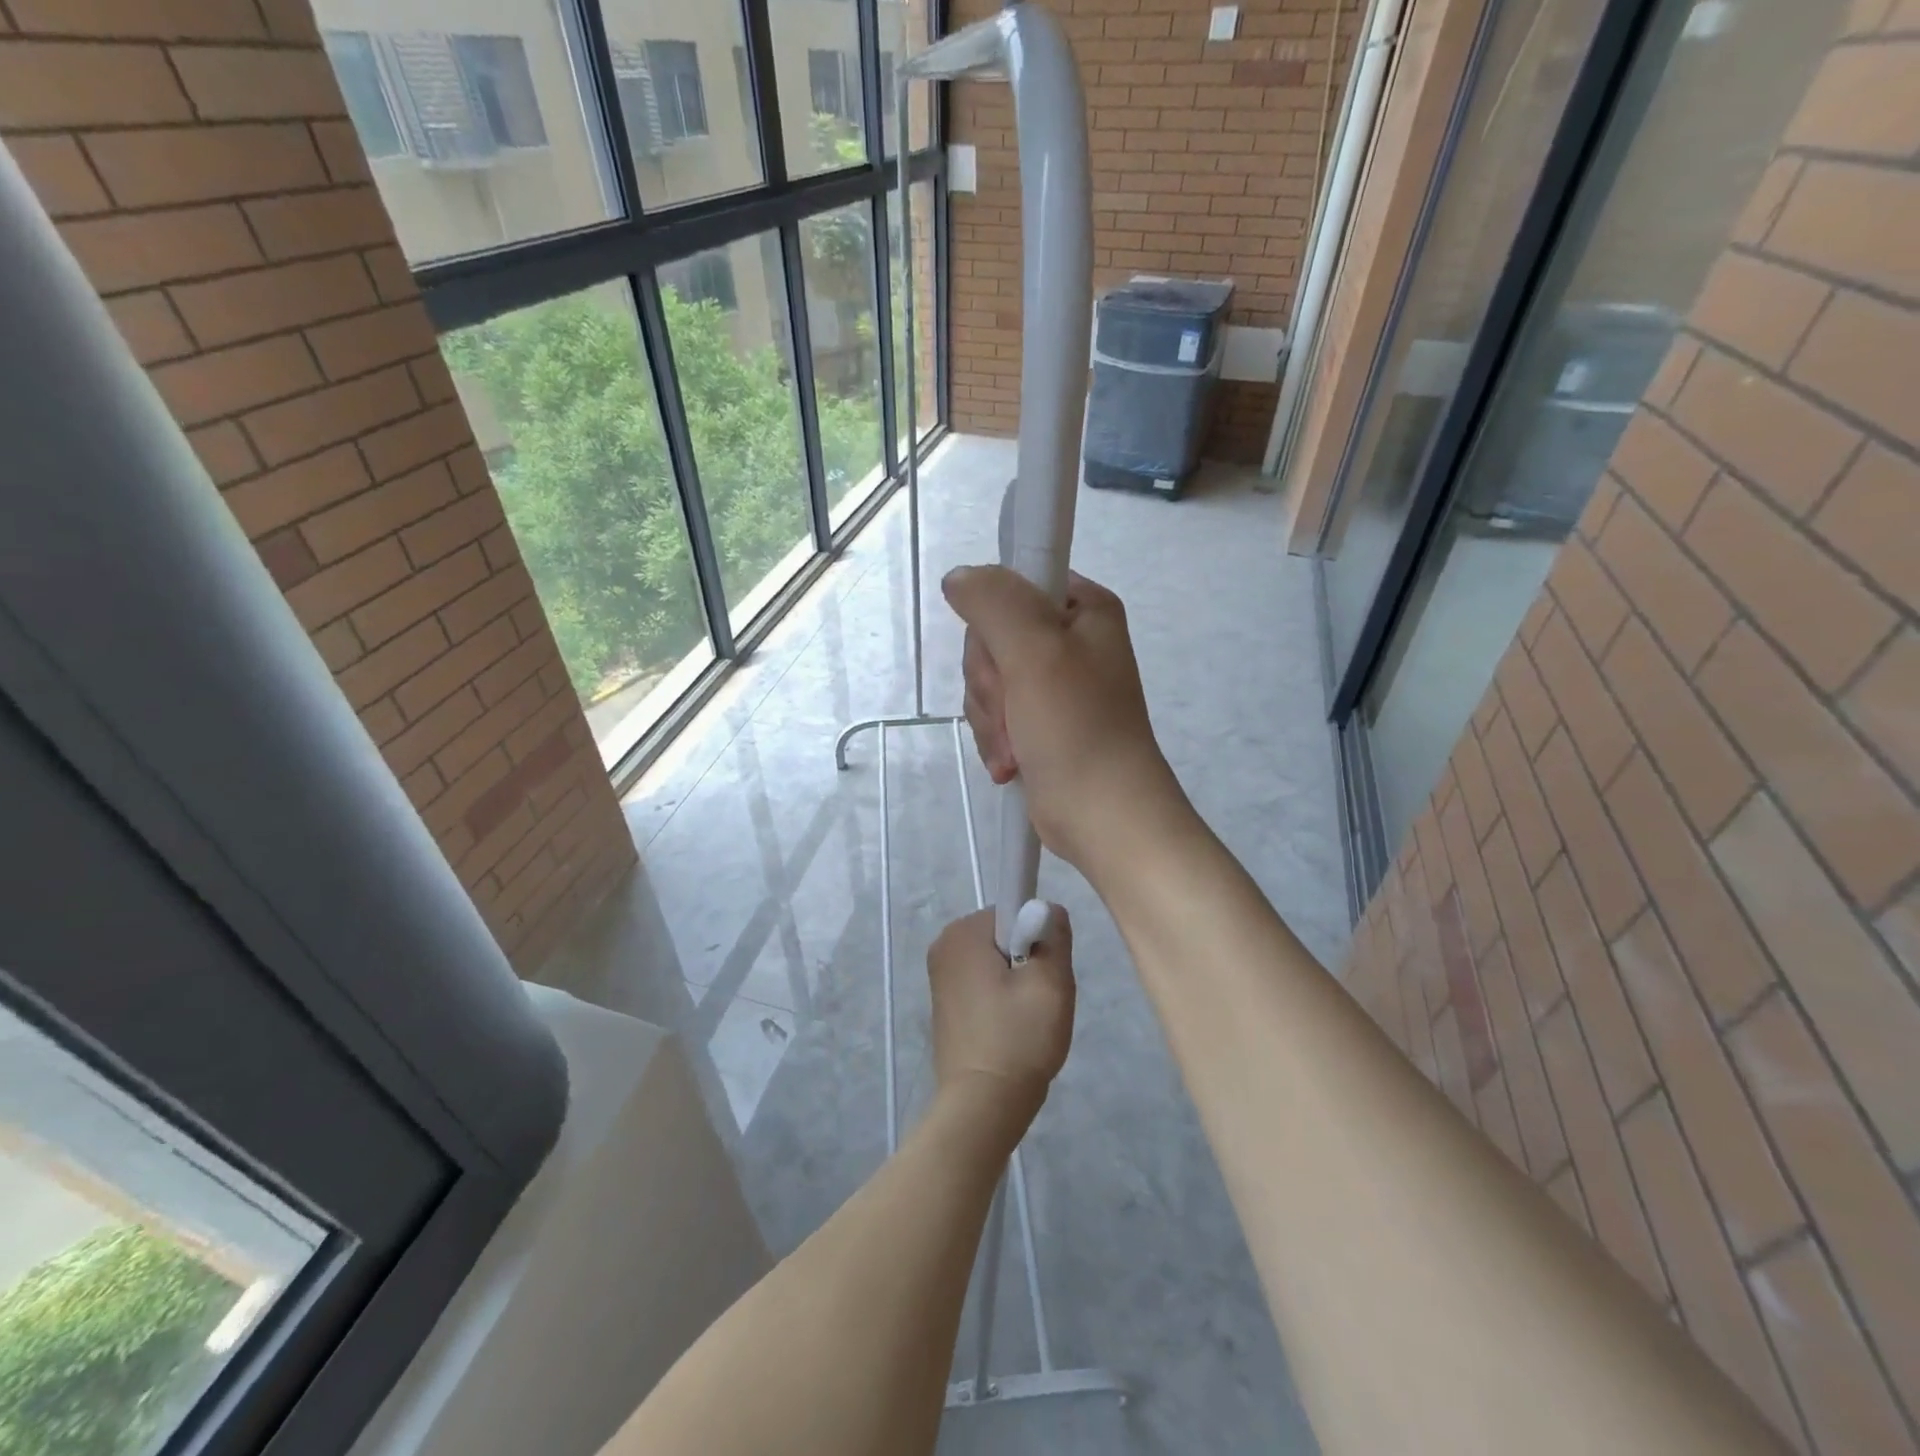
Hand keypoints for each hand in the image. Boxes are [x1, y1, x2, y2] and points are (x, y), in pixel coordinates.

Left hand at [928, 908, 1074, 1119]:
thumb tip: (1049, 909)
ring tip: (1026, 1020)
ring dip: (1018, 984)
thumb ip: (1054, 934)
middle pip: (1005, 936)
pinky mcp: (944, 1003)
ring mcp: (940, 976)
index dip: (1037, 938)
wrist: (982, 1104)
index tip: (1041, 975)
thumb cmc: (1018, 1038)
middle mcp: (944, 945)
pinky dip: (1001, 1000)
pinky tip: (1010, 1031)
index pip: (1014, 911)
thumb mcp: (1051, 981)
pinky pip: (983, 985)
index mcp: (963, 932)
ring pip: (997, 962)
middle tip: (1038, 1001)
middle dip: (1028, 961)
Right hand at [942, 566, 1182, 874]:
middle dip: (990, 682)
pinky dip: (997, 741)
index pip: (1013, 586)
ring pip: (988, 681)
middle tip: (1014, 708)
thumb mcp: (1034, 651)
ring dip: (992, 719)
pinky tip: (1012, 764)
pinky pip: (996, 715)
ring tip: (1017, 746)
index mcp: (1083, 610)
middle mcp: (1070, 641)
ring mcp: (1054, 686)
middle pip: (992, 638)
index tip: (1004, 656)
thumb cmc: (1076, 726)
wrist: (1103, 815)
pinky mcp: (1040, 724)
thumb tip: (959, 578)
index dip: (995, 623)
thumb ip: (993, 602)